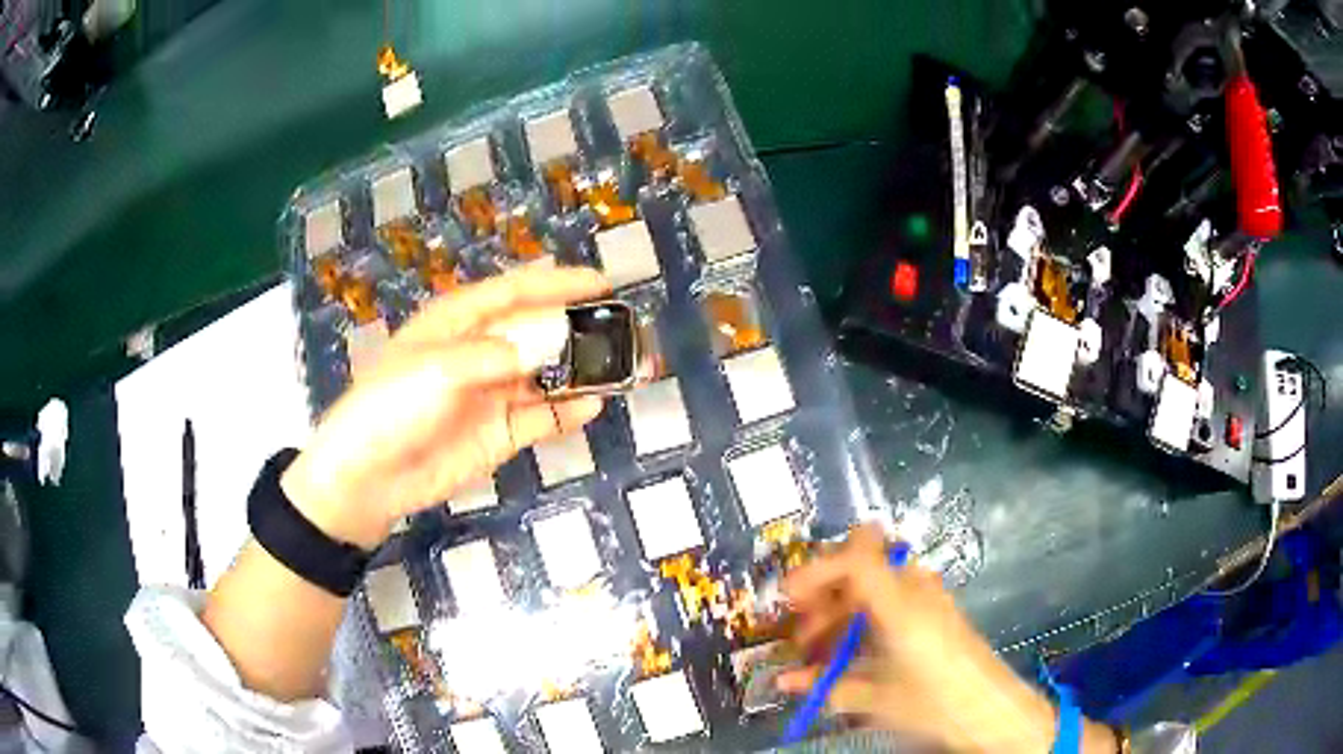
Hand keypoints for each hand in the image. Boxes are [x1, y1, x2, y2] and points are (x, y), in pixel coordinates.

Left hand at [280, 262, 609, 549]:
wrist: (369, 477)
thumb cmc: (392, 406)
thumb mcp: (440, 368)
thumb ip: (500, 352)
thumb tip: (554, 337)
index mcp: (458, 322)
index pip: (515, 291)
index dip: (558, 283)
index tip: (602, 283)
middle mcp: (479, 352)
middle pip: (537, 331)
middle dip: (577, 328)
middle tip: (623, 329)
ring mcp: (491, 395)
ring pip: (545, 375)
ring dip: (580, 371)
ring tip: (621, 368)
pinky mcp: (498, 434)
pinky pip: (541, 417)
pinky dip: (567, 411)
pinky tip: (593, 406)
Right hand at [778, 526, 1117, 752]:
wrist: (990, 709)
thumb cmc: (933, 702)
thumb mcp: (875, 698)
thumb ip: (826, 685)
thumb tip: (783, 681)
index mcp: (899, 603)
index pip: (854, 556)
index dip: (815, 569)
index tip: (787, 597)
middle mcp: (914, 589)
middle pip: (857, 567)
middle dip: (822, 596)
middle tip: (802, 636)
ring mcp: (927, 597)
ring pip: (871, 584)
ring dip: (840, 611)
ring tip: (820, 653)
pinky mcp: (934, 610)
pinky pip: (888, 599)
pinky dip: (862, 620)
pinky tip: (850, 654)